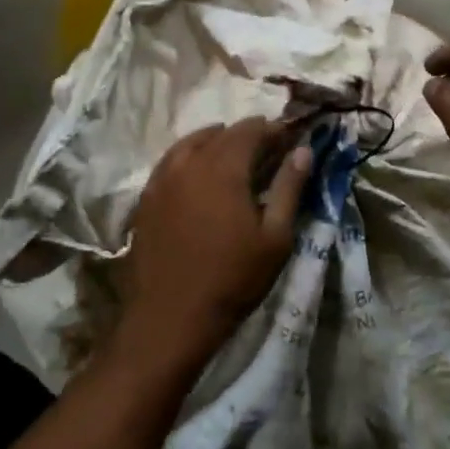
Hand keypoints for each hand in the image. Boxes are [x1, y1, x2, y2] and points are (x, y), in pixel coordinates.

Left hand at [119, 118, 313, 374]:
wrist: (170, 319)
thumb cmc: (232, 279)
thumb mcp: (275, 237)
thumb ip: (289, 188)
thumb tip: (303, 150)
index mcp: (223, 168)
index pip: (249, 130)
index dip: (271, 128)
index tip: (288, 138)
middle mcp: (189, 164)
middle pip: (220, 134)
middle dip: (245, 135)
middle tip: (266, 149)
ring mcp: (162, 180)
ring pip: (190, 143)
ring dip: (214, 141)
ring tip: (231, 154)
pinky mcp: (145, 199)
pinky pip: (169, 163)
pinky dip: (188, 158)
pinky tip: (197, 175)